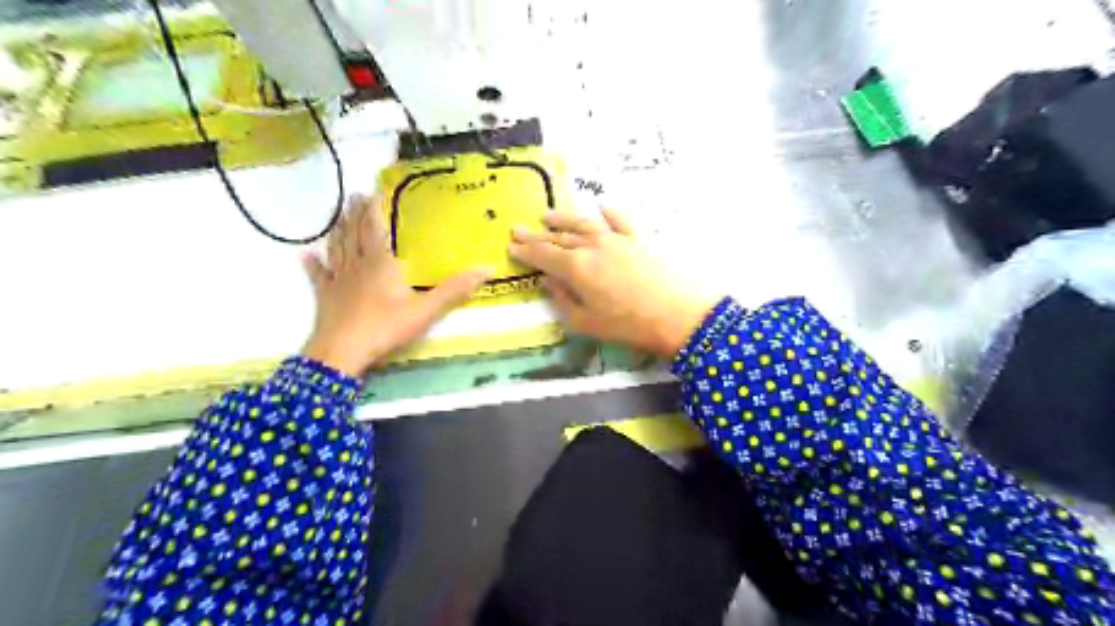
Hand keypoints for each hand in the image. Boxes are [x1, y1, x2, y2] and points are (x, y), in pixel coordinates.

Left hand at [300, 195, 487, 375]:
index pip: (374, 228)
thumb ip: (454, 290)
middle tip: (353, 196)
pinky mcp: (325, 297)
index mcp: (381, 263)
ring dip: (338, 230)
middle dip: (355, 214)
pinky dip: (312, 263)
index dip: (373, 209)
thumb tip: (486, 269)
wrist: (343, 351)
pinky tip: (304, 254)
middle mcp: (357, 265)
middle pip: (354, 233)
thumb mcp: (426, 310)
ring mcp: (338, 280)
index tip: (371, 190)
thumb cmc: (385, 327)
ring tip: (338, 215)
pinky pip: (318, 275)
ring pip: (337, 248)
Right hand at [512, 207, 718, 359]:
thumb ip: (562, 300)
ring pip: (584, 223)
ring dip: (564, 218)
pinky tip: (602, 206)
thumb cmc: (628, 325)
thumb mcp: (586, 322)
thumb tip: (546, 281)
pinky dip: (609, 211)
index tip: (511, 246)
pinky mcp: (639, 238)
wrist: (678, 315)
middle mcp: (592, 245)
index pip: (543, 255)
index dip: (525, 251)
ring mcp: (617, 238)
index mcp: (576, 267)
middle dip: (537, 235)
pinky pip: (620, 219)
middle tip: (519, 229)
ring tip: (547, 216)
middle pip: (559, 237)